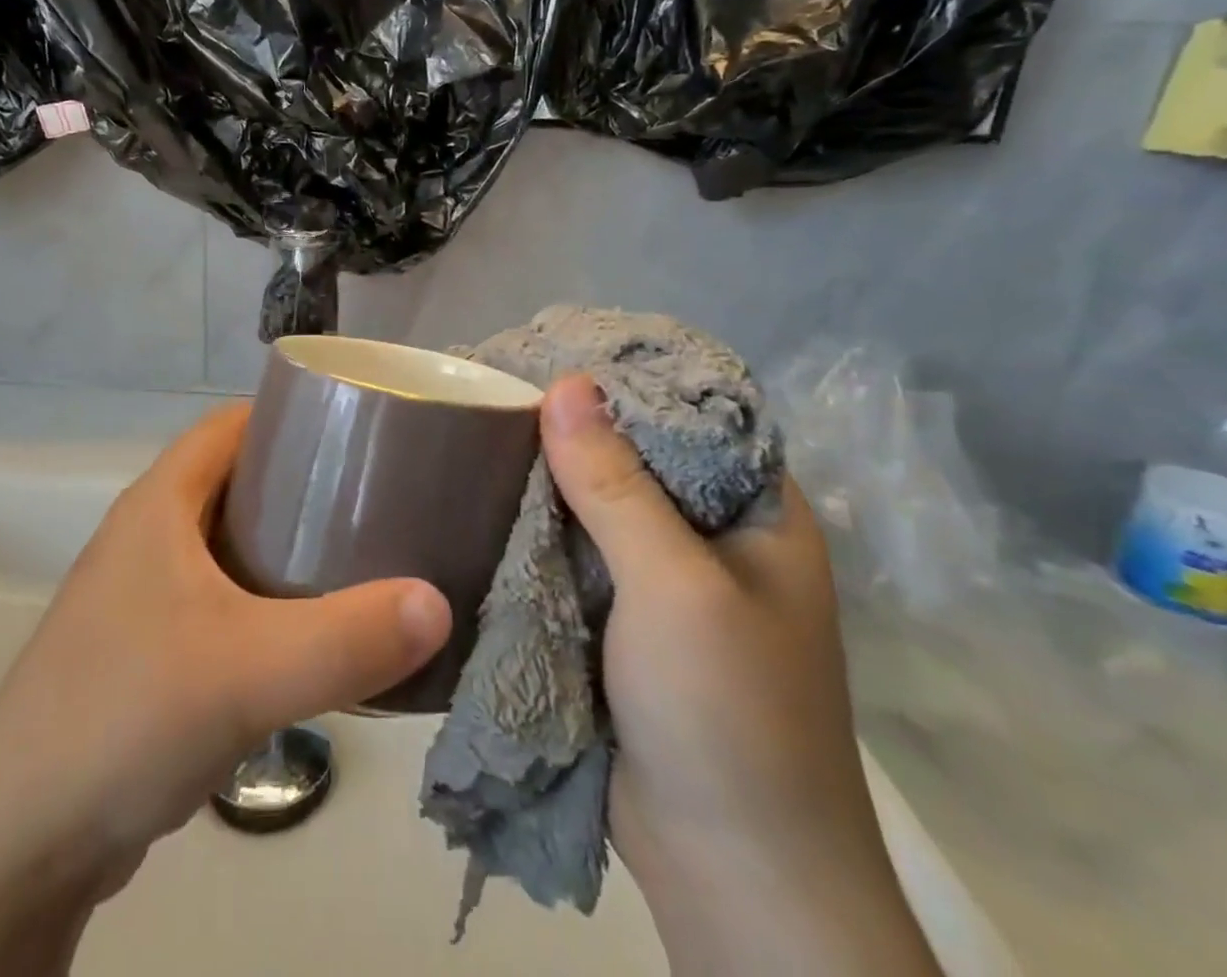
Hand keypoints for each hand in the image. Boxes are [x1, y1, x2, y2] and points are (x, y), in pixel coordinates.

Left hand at [0, 403, 451, 976]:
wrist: (15, 843)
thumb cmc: (126, 715)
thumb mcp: (247, 671)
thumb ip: (346, 638)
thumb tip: (439, 605)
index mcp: (159, 503)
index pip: (231, 425)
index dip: (292, 416)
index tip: (359, 432)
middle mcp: (147, 535)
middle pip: (236, 481)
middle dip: (302, 484)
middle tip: (374, 500)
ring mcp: (140, 594)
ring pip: (228, 544)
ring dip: (284, 546)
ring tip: (355, 560)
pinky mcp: (144, 649)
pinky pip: (219, 599)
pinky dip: (264, 601)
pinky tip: (305, 634)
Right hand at [540, 376, 941, 976]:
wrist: (731, 878)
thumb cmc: (729, 715)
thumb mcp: (675, 586)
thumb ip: (616, 485)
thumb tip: (565, 382)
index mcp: (752, 512)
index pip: (685, 417)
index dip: (621, 381)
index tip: (548, 349)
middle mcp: (709, 536)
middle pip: (631, 458)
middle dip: (567, 430)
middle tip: (492, 388)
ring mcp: (662, 582)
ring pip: (594, 507)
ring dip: (544, 481)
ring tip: (474, 430)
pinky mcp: (619, 620)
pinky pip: (572, 555)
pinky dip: (535, 531)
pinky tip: (483, 499)